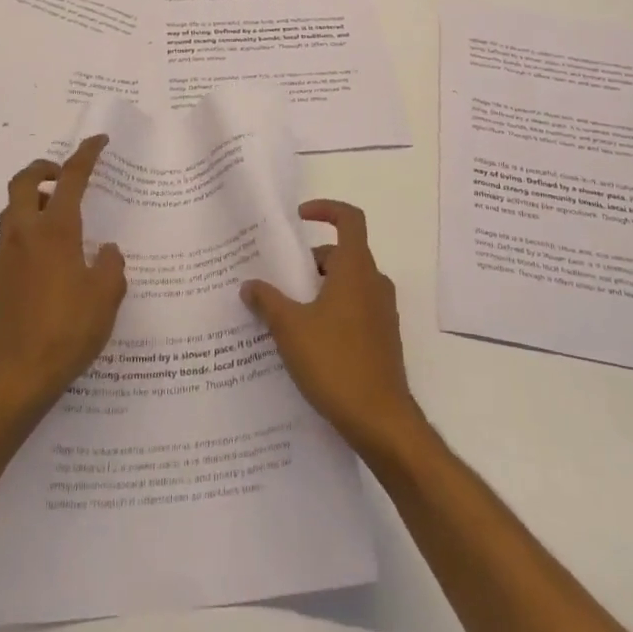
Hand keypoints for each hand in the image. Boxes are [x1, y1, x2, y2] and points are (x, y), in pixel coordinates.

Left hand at [0, 135, 126, 415]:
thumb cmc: (68, 331)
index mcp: (56, 231)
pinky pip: (9, 237)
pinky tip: (48, 255)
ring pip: (12, 208)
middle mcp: (25, 234)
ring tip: (59, 214)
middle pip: (24, 181)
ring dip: (33, 198)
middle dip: (44, 167)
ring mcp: (5, 257)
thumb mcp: (106, 296)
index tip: (98, 141)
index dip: (86, 154)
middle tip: (63, 174)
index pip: (71, 178)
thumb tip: (105, 250)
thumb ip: (110, 265)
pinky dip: (26, 227)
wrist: (16, 377)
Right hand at [241, 200, 425, 459]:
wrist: (382, 421)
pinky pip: (355, 309)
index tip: (299, 217)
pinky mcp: (383, 339)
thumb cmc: (336, 363)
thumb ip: (267, 301)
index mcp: (356, 269)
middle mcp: (374, 283)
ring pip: (348, 283)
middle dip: (310, 261)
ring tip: (286, 311)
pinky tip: (307, 341)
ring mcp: (382, 312)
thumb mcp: (290, 328)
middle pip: (343, 254)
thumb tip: (249, 284)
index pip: (349, 219)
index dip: (325, 210)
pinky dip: (332, 311)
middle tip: (279, 279)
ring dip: (319, 289)